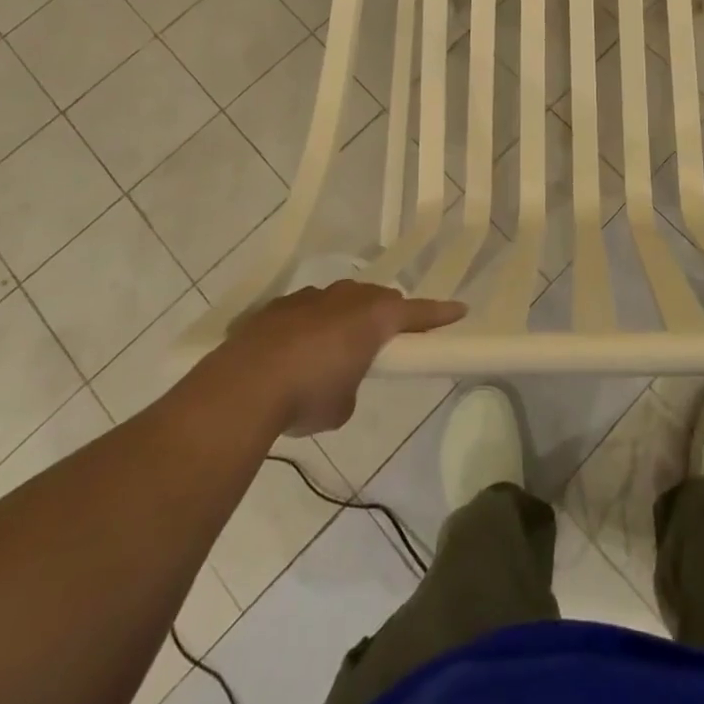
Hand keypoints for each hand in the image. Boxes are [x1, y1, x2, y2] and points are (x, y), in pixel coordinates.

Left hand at [224, 281, 465, 434]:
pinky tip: (293, 354)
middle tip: (386, 339)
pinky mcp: (276, 307)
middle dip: (384, 315)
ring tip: (333, 350)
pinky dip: (308, 327)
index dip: (439, 314)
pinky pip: (305, 311)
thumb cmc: (308, 396)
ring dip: (343, 319)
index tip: (460, 311)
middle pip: (376, 299)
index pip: (416, 312)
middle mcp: (345, 298)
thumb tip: (338, 380)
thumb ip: (351, 385)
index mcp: (373, 317)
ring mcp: (308, 298)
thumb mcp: (342, 406)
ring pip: (338, 300)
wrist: (244, 387)